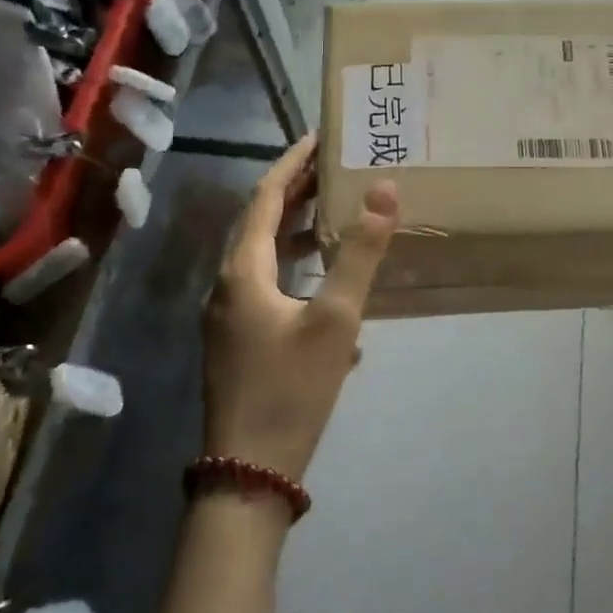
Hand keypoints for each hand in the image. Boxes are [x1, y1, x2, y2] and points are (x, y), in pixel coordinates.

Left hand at [202, 136, 398, 482]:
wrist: (248, 474)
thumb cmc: (291, 389)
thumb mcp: (335, 319)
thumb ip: (359, 253)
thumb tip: (384, 190)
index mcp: (242, 270)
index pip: (265, 197)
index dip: (291, 164)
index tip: (318, 138)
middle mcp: (227, 285)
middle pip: (260, 223)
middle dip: (294, 193)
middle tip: (333, 169)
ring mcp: (229, 316)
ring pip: (262, 257)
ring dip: (294, 231)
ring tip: (332, 214)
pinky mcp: (238, 341)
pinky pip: (266, 286)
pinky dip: (294, 269)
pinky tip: (327, 287)